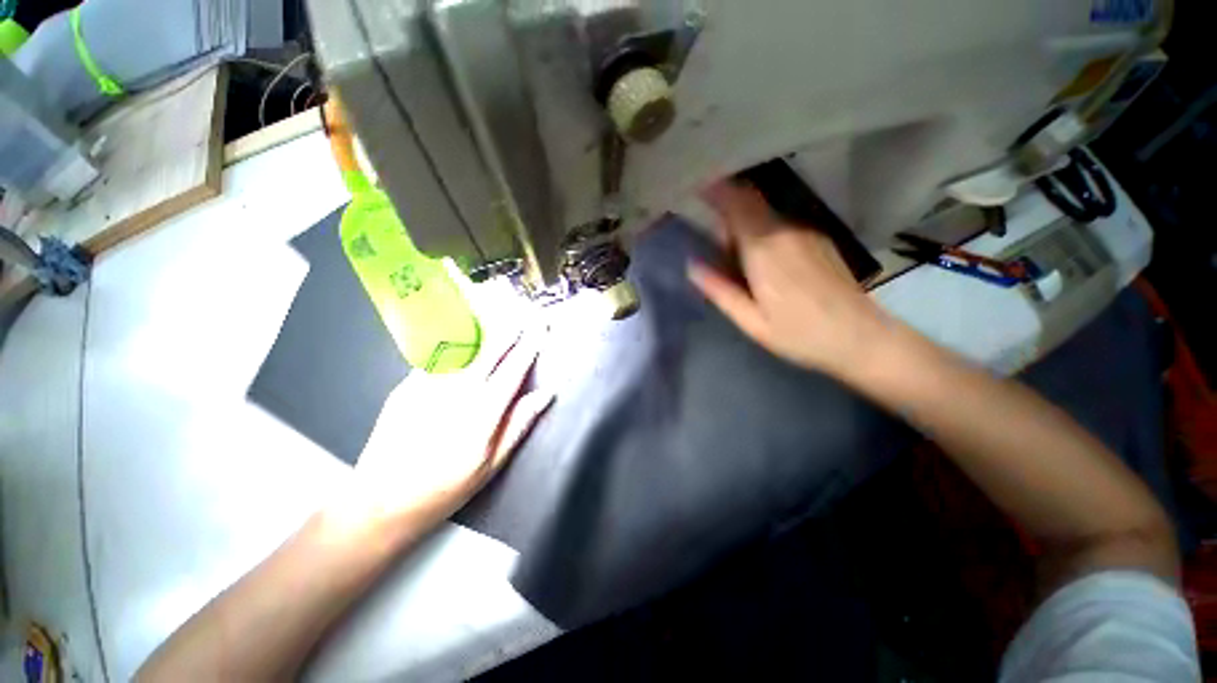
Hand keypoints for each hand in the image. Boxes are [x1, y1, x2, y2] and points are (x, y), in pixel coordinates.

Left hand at [332, 328, 553, 532]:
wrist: (381, 501)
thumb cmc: (445, 488)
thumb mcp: (492, 465)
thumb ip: (520, 424)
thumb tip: (545, 394)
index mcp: (483, 412)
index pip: (514, 369)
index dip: (530, 345)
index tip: (541, 328)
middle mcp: (458, 391)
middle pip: (490, 350)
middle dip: (510, 329)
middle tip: (524, 312)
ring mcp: (429, 385)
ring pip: (464, 348)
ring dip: (486, 330)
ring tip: (499, 316)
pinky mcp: (407, 385)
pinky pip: (439, 358)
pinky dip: (457, 344)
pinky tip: (464, 337)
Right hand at [688, 181, 889, 374]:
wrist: (860, 337)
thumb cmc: (799, 334)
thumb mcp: (751, 321)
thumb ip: (720, 290)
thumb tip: (692, 266)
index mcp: (764, 250)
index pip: (737, 205)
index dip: (716, 190)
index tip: (696, 183)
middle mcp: (785, 231)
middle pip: (751, 202)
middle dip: (726, 208)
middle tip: (712, 237)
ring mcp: (806, 232)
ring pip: (765, 214)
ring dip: (744, 225)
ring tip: (736, 259)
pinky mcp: (818, 239)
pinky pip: (780, 224)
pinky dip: (762, 231)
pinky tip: (764, 263)